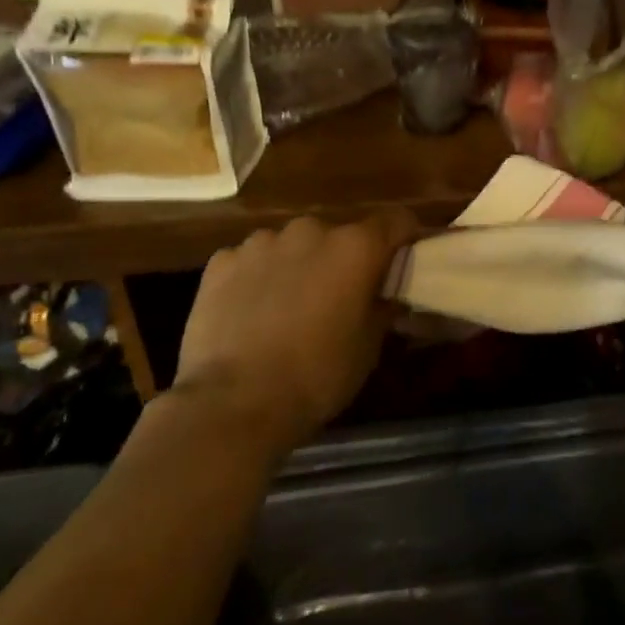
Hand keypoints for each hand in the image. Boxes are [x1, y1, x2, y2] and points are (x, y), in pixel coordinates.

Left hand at [171, 210, 415, 446]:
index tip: (401, 262)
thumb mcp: (368, 347)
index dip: (403, 238)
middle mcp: (311, 231)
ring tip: (289, 306)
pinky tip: (251, 313)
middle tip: (338, 296)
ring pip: (292, 245)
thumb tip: (387, 297)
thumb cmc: (317, 374)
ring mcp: (262, 242)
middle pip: (339, 234)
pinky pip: (251, 261)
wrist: (233, 403)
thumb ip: (382, 309)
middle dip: (342, 259)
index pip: (397, 220)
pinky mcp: (221, 262)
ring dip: (298, 265)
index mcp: (356, 247)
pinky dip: (257, 278)